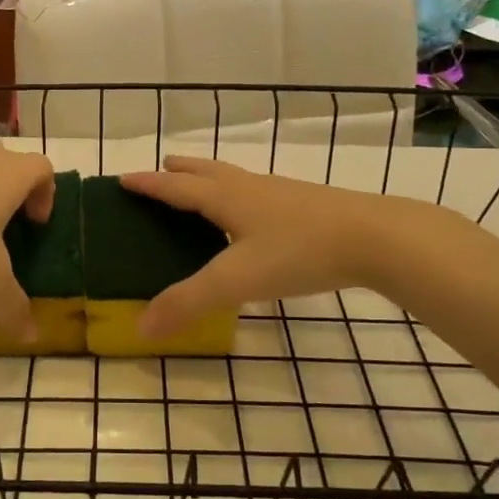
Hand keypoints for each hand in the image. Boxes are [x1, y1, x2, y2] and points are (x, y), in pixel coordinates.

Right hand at [119, 156, 459, 337]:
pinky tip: (251, 218)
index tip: (123, 178)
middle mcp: (248, 187)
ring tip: (199, 188)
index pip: (175, 187)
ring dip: (208, 178)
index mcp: (224, 197)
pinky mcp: (304, 204)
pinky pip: (256, 192)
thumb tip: (140, 328)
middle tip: (161, 169)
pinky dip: (237, 194)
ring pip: (233, 178)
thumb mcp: (237, 281)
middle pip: (205, 170)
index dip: (148, 184)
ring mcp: (279, 193)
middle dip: (179, 170)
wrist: (375, 237)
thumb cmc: (299, 251)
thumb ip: (188, 303)